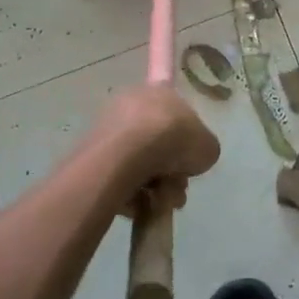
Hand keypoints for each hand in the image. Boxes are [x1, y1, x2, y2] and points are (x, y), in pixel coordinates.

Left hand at [89, 85, 221, 217]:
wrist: (127, 154)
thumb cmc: (174, 140)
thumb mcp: (208, 147)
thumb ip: (203, 150)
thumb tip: (192, 158)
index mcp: (160, 91)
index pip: (175, 112)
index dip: (184, 140)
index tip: (187, 162)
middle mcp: (132, 103)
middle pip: (157, 142)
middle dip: (170, 170)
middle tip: (178, 190)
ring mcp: (109, 127)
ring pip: (138, 162)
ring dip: (154, 186)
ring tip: (162, 202)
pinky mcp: (91, 153)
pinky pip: (118, 176)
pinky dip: (131, 192)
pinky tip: (141, 207)